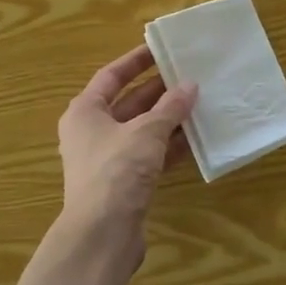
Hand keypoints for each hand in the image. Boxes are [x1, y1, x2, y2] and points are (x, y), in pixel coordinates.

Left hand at [57, 44, 197, 243]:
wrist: (102, 235)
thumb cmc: (116, 171)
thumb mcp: (147, 132)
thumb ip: (170, 108)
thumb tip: (190, 86)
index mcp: (85, 112)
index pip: (111, 76)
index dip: (136, 61)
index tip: (161, 49)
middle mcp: (92, 132)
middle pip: (128, 103)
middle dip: (159, 91)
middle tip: (190, 75)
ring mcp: (108, 160)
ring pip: (142, 130)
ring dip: (168, 119)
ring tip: (200, 103)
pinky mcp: (124, 183)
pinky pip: (150, 155)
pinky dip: (170, 146)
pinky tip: (196, 139)